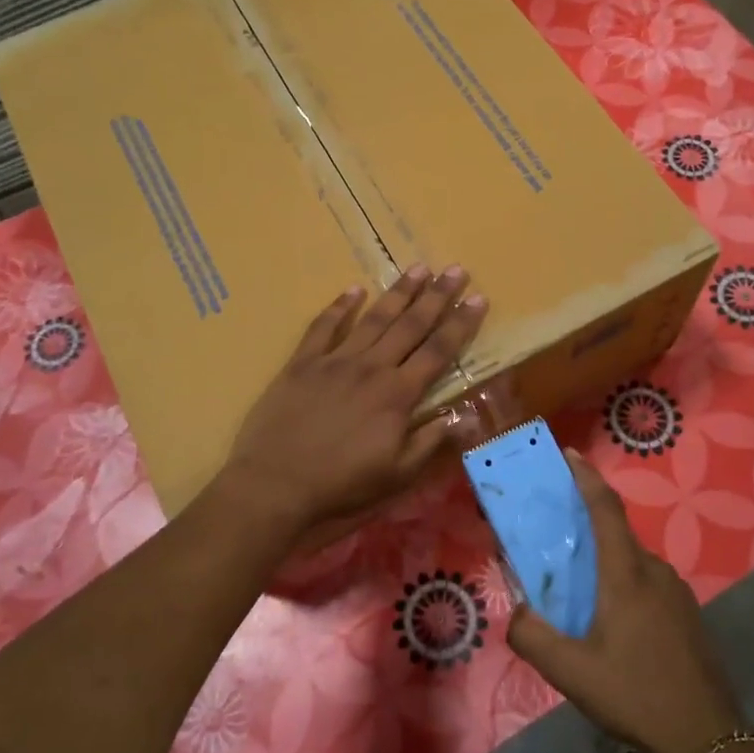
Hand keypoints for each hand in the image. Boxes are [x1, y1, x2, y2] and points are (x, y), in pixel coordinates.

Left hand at [223, 266, 487, 532]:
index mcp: (397, 394)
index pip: (438, 351)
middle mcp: (371, 367)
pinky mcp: (302, 363)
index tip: (479, 298)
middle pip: (410, 325)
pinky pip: (323, 327)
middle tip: (455, 269)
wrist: (275, 484)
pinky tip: (353, 290)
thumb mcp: (397, 474)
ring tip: (418, 268)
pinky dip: (339, 307)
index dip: (460, 324)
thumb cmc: (341, 484)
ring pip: (373, 318)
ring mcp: (334, 361)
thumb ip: (432, 441)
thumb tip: (467, 415)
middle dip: (436, 296)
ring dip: (398, 292)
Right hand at [508, 452, 745, 752]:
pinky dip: (623, 585)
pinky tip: (612, 625)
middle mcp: (654, 571)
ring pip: (631, 563)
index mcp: (626, 574)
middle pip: (616, 535)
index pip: (605, 509)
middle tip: (555, 545)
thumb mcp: (572, 673)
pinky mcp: (687, 614)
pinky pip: (647, 584)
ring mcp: (677, 592)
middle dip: (585, 530)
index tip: (569, 453)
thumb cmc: (636, 695)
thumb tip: (516, 613)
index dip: (586, 477)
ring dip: (604, 565)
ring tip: (579, 595)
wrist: (708, 739)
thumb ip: (533, 638)